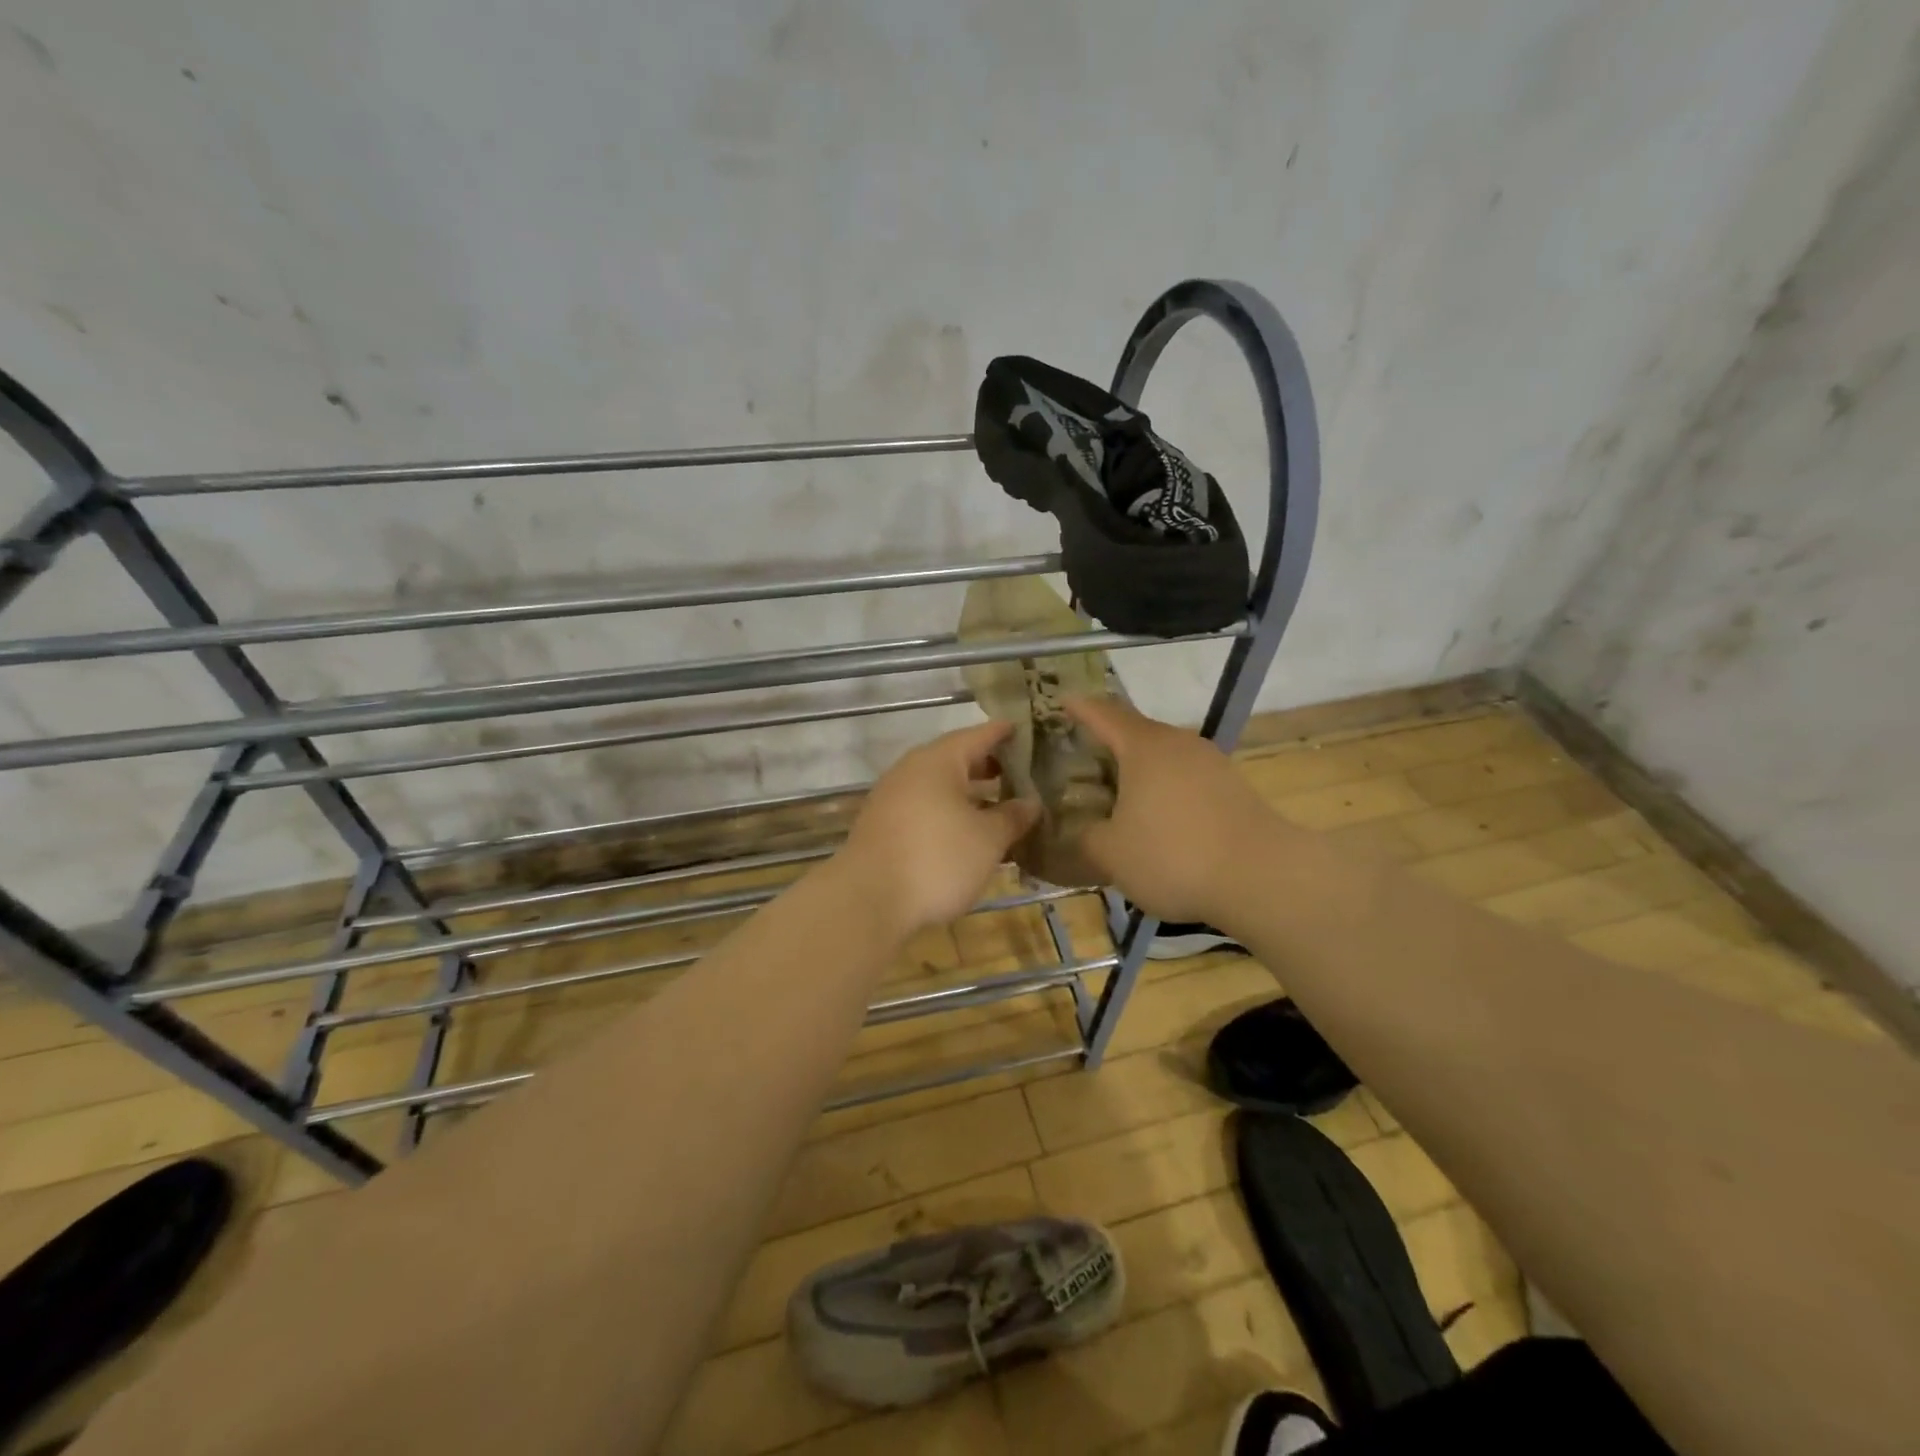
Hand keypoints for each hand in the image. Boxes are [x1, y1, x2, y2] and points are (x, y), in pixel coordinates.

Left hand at [836, 721, 1040, 938]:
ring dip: (969, 794)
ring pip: (939, 787)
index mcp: (938, 761)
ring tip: (1001, 806)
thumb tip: (1030, 802)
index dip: (1004, 733)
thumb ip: (1012, 817)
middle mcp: (911, 771)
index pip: (978, 735)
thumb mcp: (987, 840)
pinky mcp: (883, 827)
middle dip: (989, 766)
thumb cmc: (937, 859)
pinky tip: (967, 834)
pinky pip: (925, 809)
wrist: (867, 901)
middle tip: (1020, 772)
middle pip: (956, 759)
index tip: (1026, 729)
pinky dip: (950, 814)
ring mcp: (892, 799)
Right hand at [1063, 696, 1275, 925]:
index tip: (1062, 699)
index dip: (1080, 707)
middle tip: (1082, 752)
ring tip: (1117, 786)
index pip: (1103, 714)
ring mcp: (1211, 763)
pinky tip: (1158, 814)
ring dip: (1139, 766)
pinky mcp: (1232, 787)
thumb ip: (1086, 838)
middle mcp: (1178, 743)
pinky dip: (1164, 786)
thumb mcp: (1111, 854)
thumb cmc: (1173, 855)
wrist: (1261, 878)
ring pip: (1164, 754)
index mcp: (1144, 747)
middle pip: (1136, 731)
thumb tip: (1081, 831)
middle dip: (1108, 739)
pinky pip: (1186, 776)